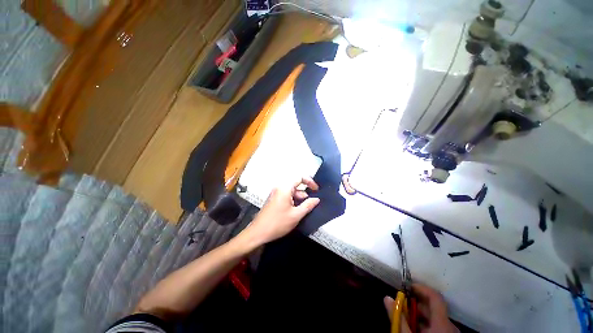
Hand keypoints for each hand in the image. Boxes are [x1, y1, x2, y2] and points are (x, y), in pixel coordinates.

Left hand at [240, 177, 319, 247]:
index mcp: (284, 188)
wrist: (258, 233)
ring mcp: (275, 194)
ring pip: (291, 192)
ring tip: (303, 211)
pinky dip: (293, 201)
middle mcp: (279, 188)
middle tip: (311, 205)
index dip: (310, 182)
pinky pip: (286, 196)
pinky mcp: (274, 199)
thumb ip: (308, 205)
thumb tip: (317, 199)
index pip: (300, 177)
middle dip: (304, 194)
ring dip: (299, 199)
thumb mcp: (296, 215)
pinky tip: (295, 212)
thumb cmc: (278, 223)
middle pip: (296, 186)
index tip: (316, 190)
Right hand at [384, 284, 457, 332]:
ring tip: (405, 319)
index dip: (422, 288)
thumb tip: (387, 297)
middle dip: (416, 304)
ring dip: (419, 315)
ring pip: (435, 319)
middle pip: (433, 308)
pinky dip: (425, 325)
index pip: (436, 297)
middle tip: (401, 305)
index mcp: (442, 324)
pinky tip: (414, 330)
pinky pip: (438, 327)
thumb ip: (398, 317)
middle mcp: (450, 327)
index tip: (408, 287)